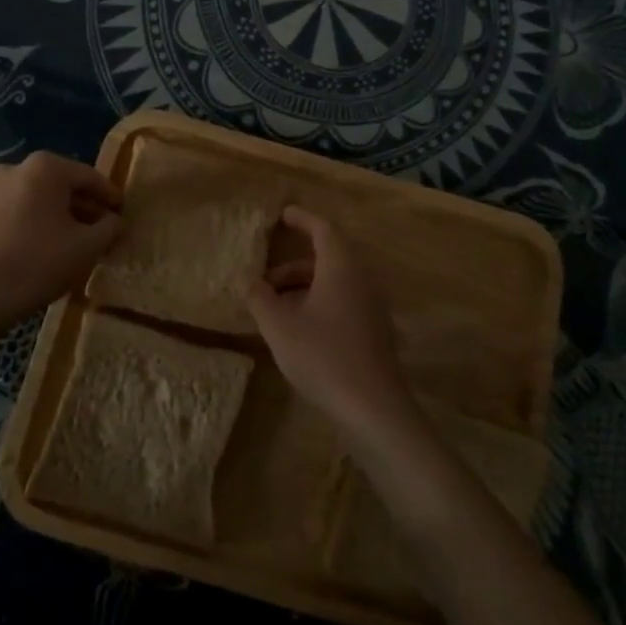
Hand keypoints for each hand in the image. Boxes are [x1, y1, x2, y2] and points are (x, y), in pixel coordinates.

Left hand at [0, 152, 121, 330]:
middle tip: (103, 229)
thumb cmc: (40, 263)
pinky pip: (17, 209)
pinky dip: (35, 221)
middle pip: (61, 185)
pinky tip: (46, 244)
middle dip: (84, 206)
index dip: (109, 196)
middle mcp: (16, 168)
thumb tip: (117, 221)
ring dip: (59, 215)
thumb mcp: (88, 246)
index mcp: (45, 167)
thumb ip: (110, 228)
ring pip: (38, 198)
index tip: (123, 212)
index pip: (89, 177)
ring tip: (76, 240)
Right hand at [248, 206, 415, 444]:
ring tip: (274, 309)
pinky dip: (318, 303)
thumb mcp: (279, 326)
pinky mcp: (375, 331)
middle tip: (264, 280)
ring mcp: (372, 306)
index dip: (302, 219)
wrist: (373, 408)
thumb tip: (251, 282)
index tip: (282, 215)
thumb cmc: (323, 356)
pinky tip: (298, 329)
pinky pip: (343, 302)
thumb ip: (260, 298)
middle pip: (327, 258)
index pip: (323, 229)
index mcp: (341, 267)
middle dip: (293, 265)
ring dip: (303, 288)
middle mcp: (361, 279)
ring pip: (334, 283)